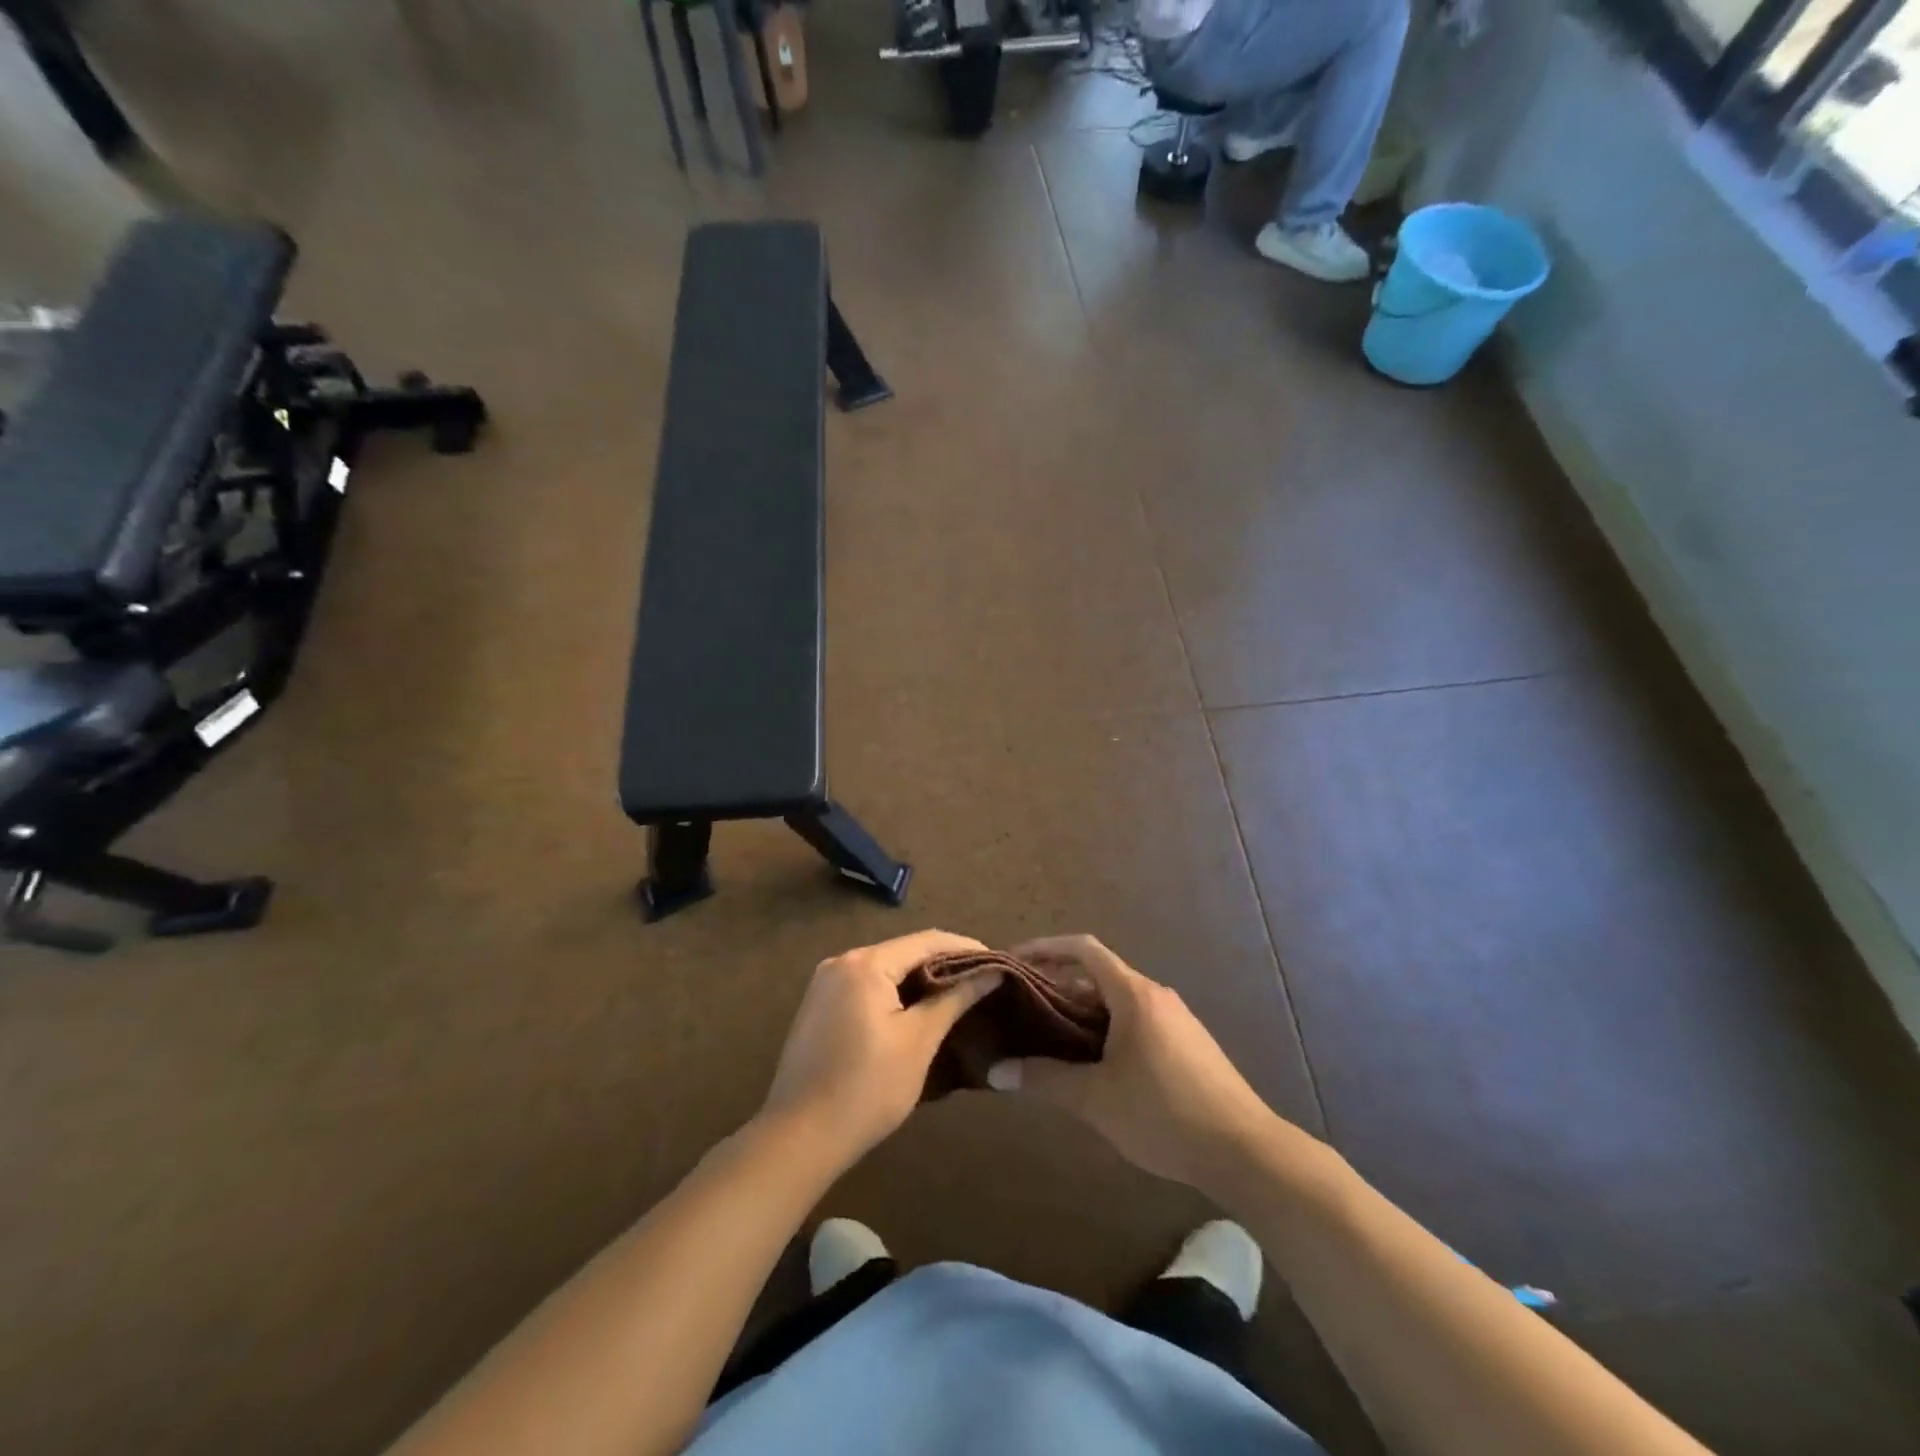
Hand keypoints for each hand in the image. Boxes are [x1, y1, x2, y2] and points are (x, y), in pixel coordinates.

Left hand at [760, 930, 1004, 1166]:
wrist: (799, 1138)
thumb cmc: (867, 1088)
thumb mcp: (919, 1041)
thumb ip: (955, 999)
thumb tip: (991, 972)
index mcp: (865, 963)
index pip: (927, 940)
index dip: (966, 948)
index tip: (999, 961)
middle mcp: (841, 961)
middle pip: (903, 951)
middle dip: (944, 963)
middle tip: (982, 980)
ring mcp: (825, 984)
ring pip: (885, 969)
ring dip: (920, 979)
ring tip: (957, 994)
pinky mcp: (819, 1006)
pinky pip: (866, 986)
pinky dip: (895, 993)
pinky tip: (917, 1010)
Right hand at [987, 935, 1275, 1191]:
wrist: (1244, 1151)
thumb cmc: (1164, 1113)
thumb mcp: (1096, 1099)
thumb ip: (1045, 1080)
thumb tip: (996, 1072)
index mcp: (1134, 994)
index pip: (1083, 949)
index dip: (1046, 947)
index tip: (1015, 959)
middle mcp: (1155, 996)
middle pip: (1098, 975)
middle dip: (1059, 985)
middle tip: (1023, 1007)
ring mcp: (1176, 1019)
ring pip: (1118, 1001)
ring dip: (1083, 1011)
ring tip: (1050, 1038)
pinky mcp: (1187, 1044)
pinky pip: (1137, 1021)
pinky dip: (1107, 1028)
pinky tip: (1094, 1065)